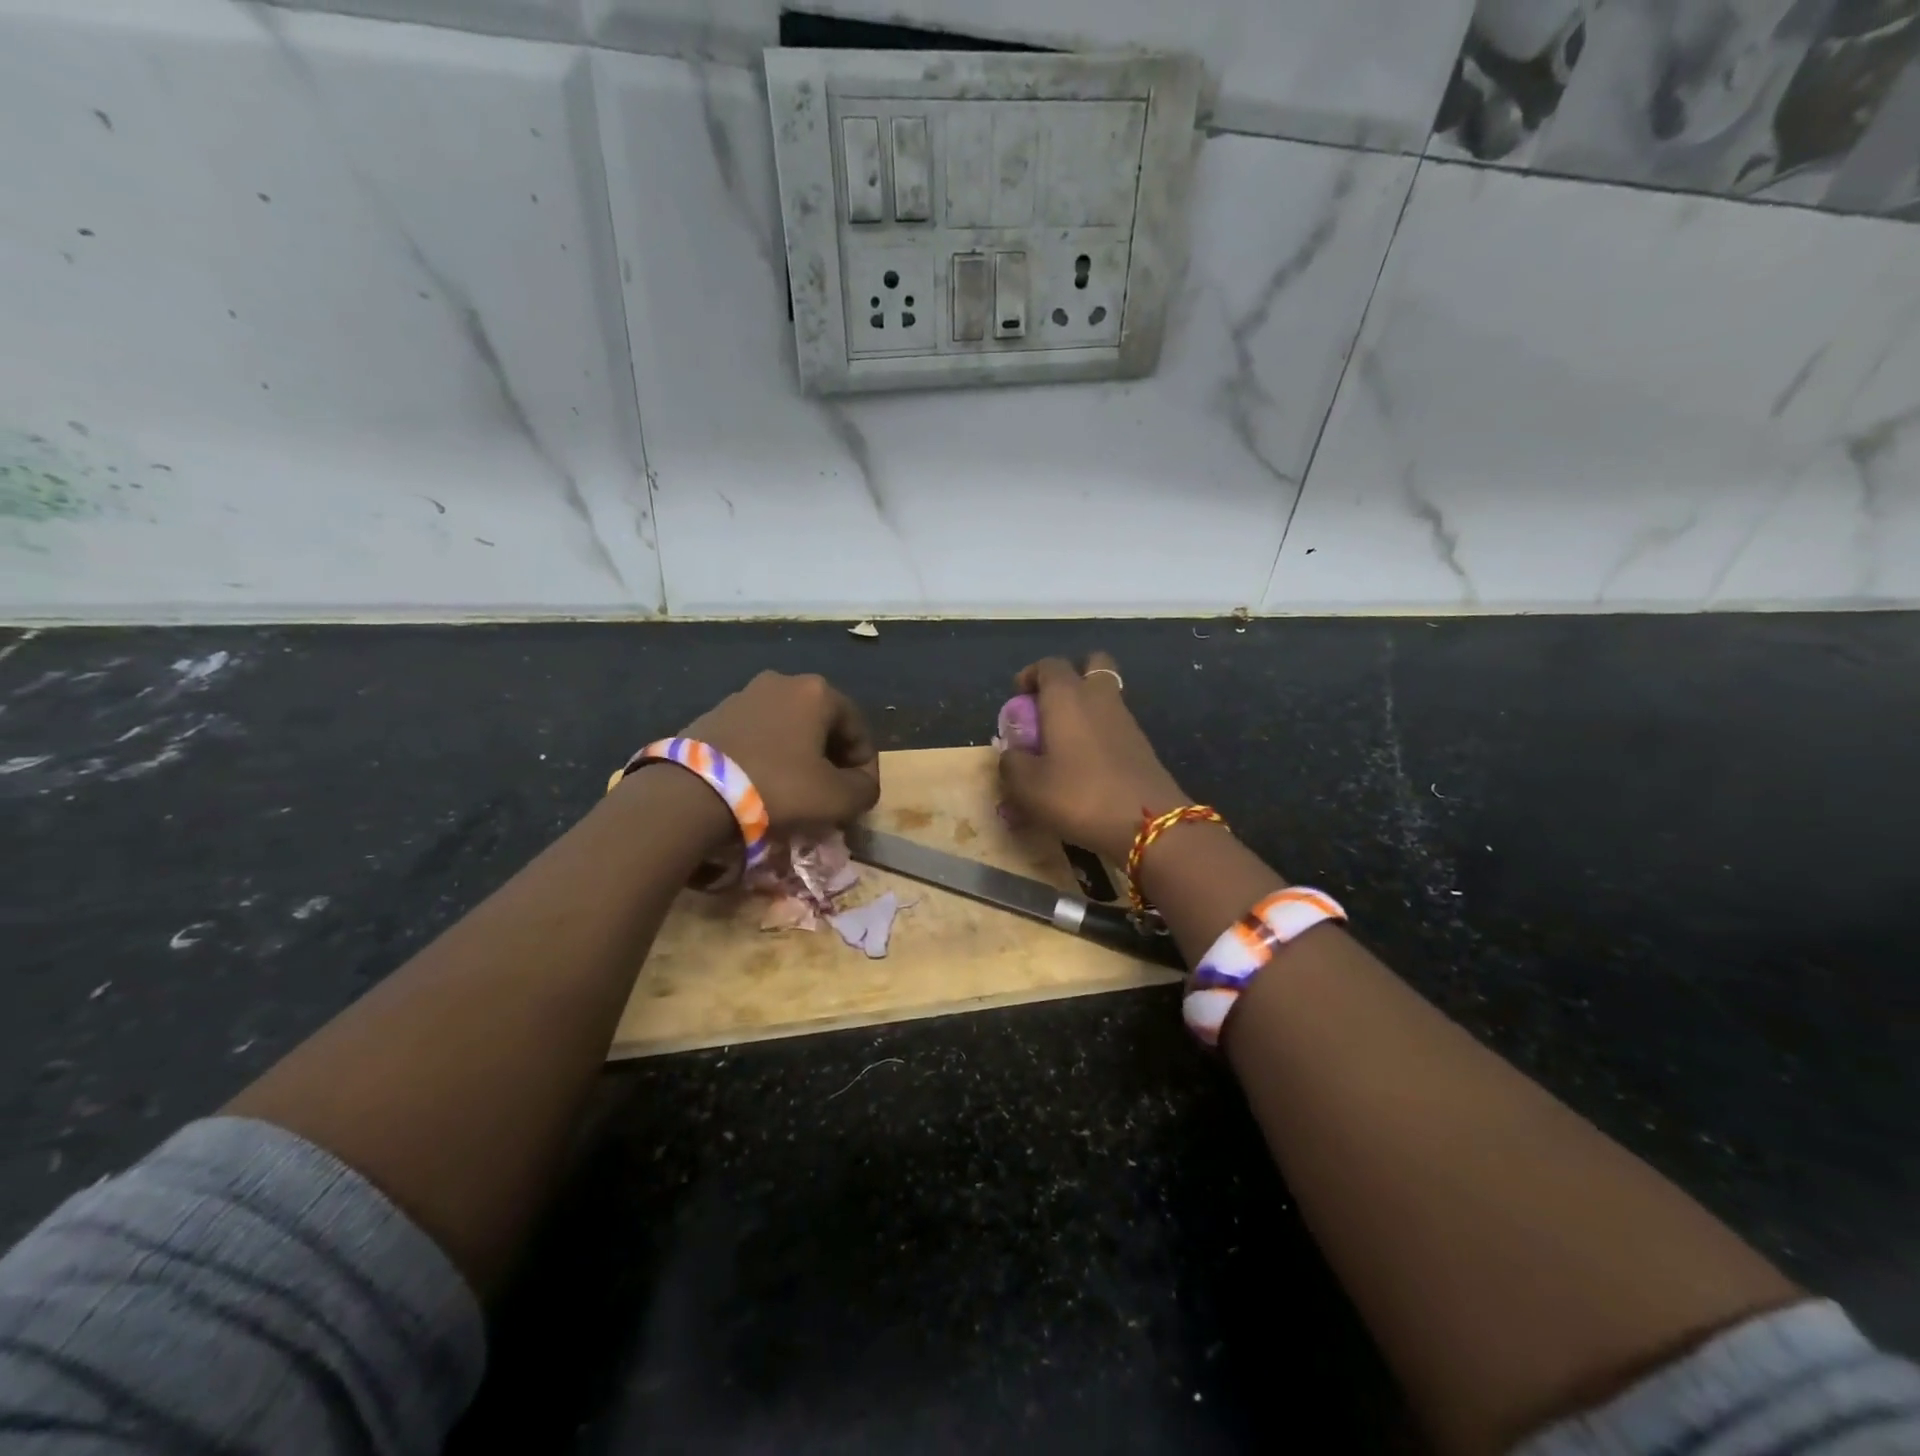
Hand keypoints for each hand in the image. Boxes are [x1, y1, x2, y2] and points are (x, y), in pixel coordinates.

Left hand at [679, 670, 880, 832]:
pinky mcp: (714, 714)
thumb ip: (864, 789)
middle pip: (823, 724)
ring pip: (788, 729)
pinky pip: (757, 735)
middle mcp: (782, 682)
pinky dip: (768, 756)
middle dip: (832, 759)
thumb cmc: (778, 787)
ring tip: (796, 792)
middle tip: (831, 794)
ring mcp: (744, 695)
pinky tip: (762, 784)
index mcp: (817, 692)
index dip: (866, 765)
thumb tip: (862, 785)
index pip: (858, 729)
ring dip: (799, 757)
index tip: (859, 796)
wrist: (692, 792)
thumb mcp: (836, 798)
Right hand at [997, 653, 1188, 862]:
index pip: (1049, 665)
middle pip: (1092, 664)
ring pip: (1106, 695)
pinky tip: (1085, 765)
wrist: (1148, 825)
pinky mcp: (1141, 745)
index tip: (1018, 698)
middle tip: (1050, 706)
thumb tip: (1012, 753)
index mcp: (1067, 697)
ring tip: (1063, 742)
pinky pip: (1115, 724)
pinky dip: (1099, 732)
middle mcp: (1099, 698)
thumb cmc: (1079, 795)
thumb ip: (1011, 763)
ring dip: (1085, 707)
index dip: (1030, 675)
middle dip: (1071, 676)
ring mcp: (1126, 720)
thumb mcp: (1027, 786)